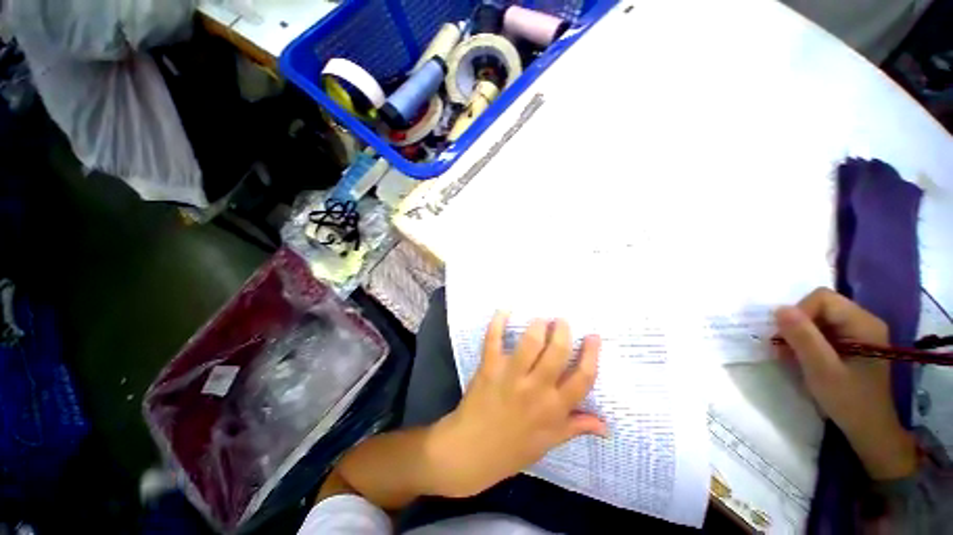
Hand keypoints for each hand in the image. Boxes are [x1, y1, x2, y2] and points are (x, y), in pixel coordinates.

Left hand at [428, 313, 604, 497]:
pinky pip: (494, 339)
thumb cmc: (512, 449)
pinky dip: (498, 322)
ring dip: (538, 325)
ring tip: (541, 319)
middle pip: (557, 352)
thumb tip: (606, 425)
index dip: (591, 354)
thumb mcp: (549, 443)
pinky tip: (504, 310)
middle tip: (561, 321)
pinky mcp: (489, 367)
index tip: (593, 336)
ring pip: (530, 342)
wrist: (471, 451)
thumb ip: (576, 427)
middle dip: (563, 330)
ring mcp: (511, 376)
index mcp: (554, 408)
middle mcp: (536, 389)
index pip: (583, 378)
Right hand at [775, 288, 916, 480]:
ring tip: (792, 355)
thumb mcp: (822, 370)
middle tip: (785, 348)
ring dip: (800, 334)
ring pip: (819, 318)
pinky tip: (803, 357)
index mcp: (863, 323)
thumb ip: (803, 338)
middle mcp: (864, 320)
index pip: (822, 299)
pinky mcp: (853, 342)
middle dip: (797, 324)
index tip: (787, 338)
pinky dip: (808, 341)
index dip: (799, 313)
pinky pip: (823, 329)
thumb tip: (779, 309)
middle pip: (820, 306)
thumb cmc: (849, 401)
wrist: (869, 429)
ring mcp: (859, 331)